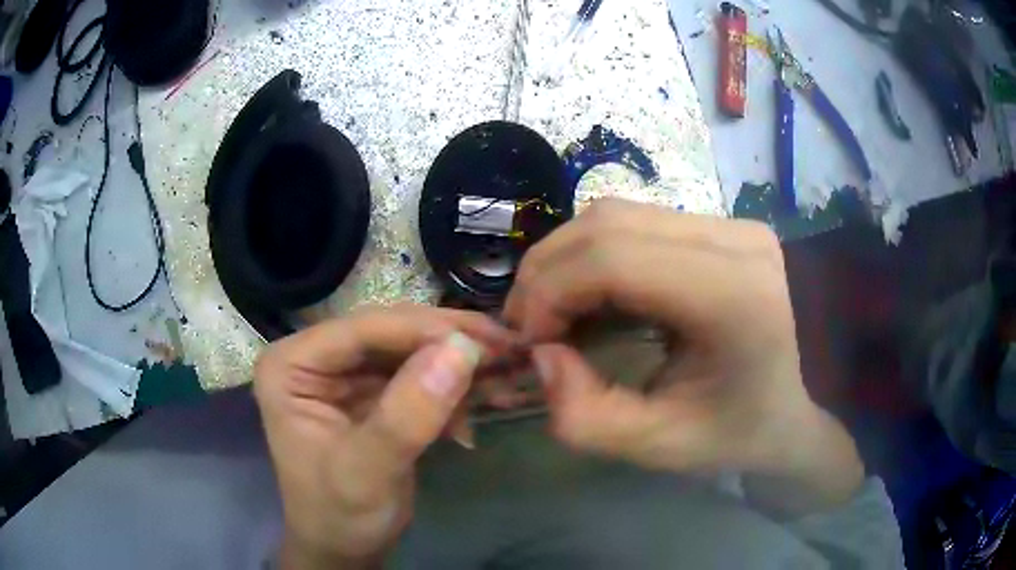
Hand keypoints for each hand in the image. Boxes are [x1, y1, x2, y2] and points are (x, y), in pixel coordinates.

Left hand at [253, 306, 515, 568]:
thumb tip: (461, 350)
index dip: (423, 330)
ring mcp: (344, 373)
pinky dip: (452, 384)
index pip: (361, 330)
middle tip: (506, 347)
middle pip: (389, 331)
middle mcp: (315, 357)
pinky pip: (417, 372)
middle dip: (447, 341)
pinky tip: (483, 399)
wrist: (345, 548)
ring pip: (409, 348)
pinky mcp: (371, 392)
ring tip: (506, 368)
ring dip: (457, 359)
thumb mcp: (368, 472)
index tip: (483, 340)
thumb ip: (407, 415)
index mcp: (291, 365)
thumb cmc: (339, 515)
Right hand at [504, 199, 863, 515]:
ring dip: (570, 260)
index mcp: (733, 296)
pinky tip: (597, 297)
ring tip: (558, 313)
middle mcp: (734, 239)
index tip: (530, 341)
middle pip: (608, 222)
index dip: (550, 290)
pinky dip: (599, 256)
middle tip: (532, 326)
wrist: (817, 396)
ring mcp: (732, 224)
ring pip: (618, 215)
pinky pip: (640, 224)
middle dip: (549, 271)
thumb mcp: (664, 446)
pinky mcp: (725, 226)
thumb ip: (586, 417)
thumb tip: (541, 357)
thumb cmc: (748, 429)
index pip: (612, 257)